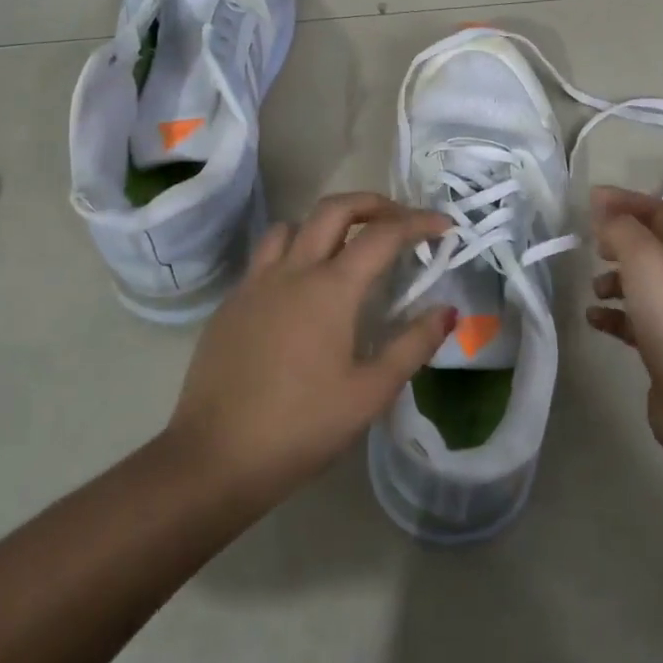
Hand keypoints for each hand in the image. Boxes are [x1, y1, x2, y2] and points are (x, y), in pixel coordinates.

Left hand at [167, 193, 455, 508]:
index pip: (383, 235)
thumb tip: (447, 311)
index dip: (418, 222)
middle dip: (373, 203)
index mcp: (331, 289)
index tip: (444, 225)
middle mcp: (292, 271)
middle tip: (399, 220)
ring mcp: (255, 284)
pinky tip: (302, 290)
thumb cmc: (301, 427)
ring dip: (326, 224)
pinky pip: (266, 256)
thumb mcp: (370, 393)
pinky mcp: (231, 303)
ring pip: (292, 226)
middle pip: (334, 209)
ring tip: (347, 248)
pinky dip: (294, 251)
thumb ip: (413, 345)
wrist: (214, 458)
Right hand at [585, 186, 662, 454]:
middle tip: (591, 243)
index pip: (660, 211)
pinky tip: (593, 319)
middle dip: (619, 240)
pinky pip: (632, 321)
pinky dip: (611, 316)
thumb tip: (602, 205)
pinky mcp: (662, 347)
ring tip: (593, 287)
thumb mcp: (645, 259)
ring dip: (613, 279)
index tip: (591, 200)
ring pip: (641, 284)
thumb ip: (621, 228)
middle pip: (651, 246)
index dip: (628, 200)